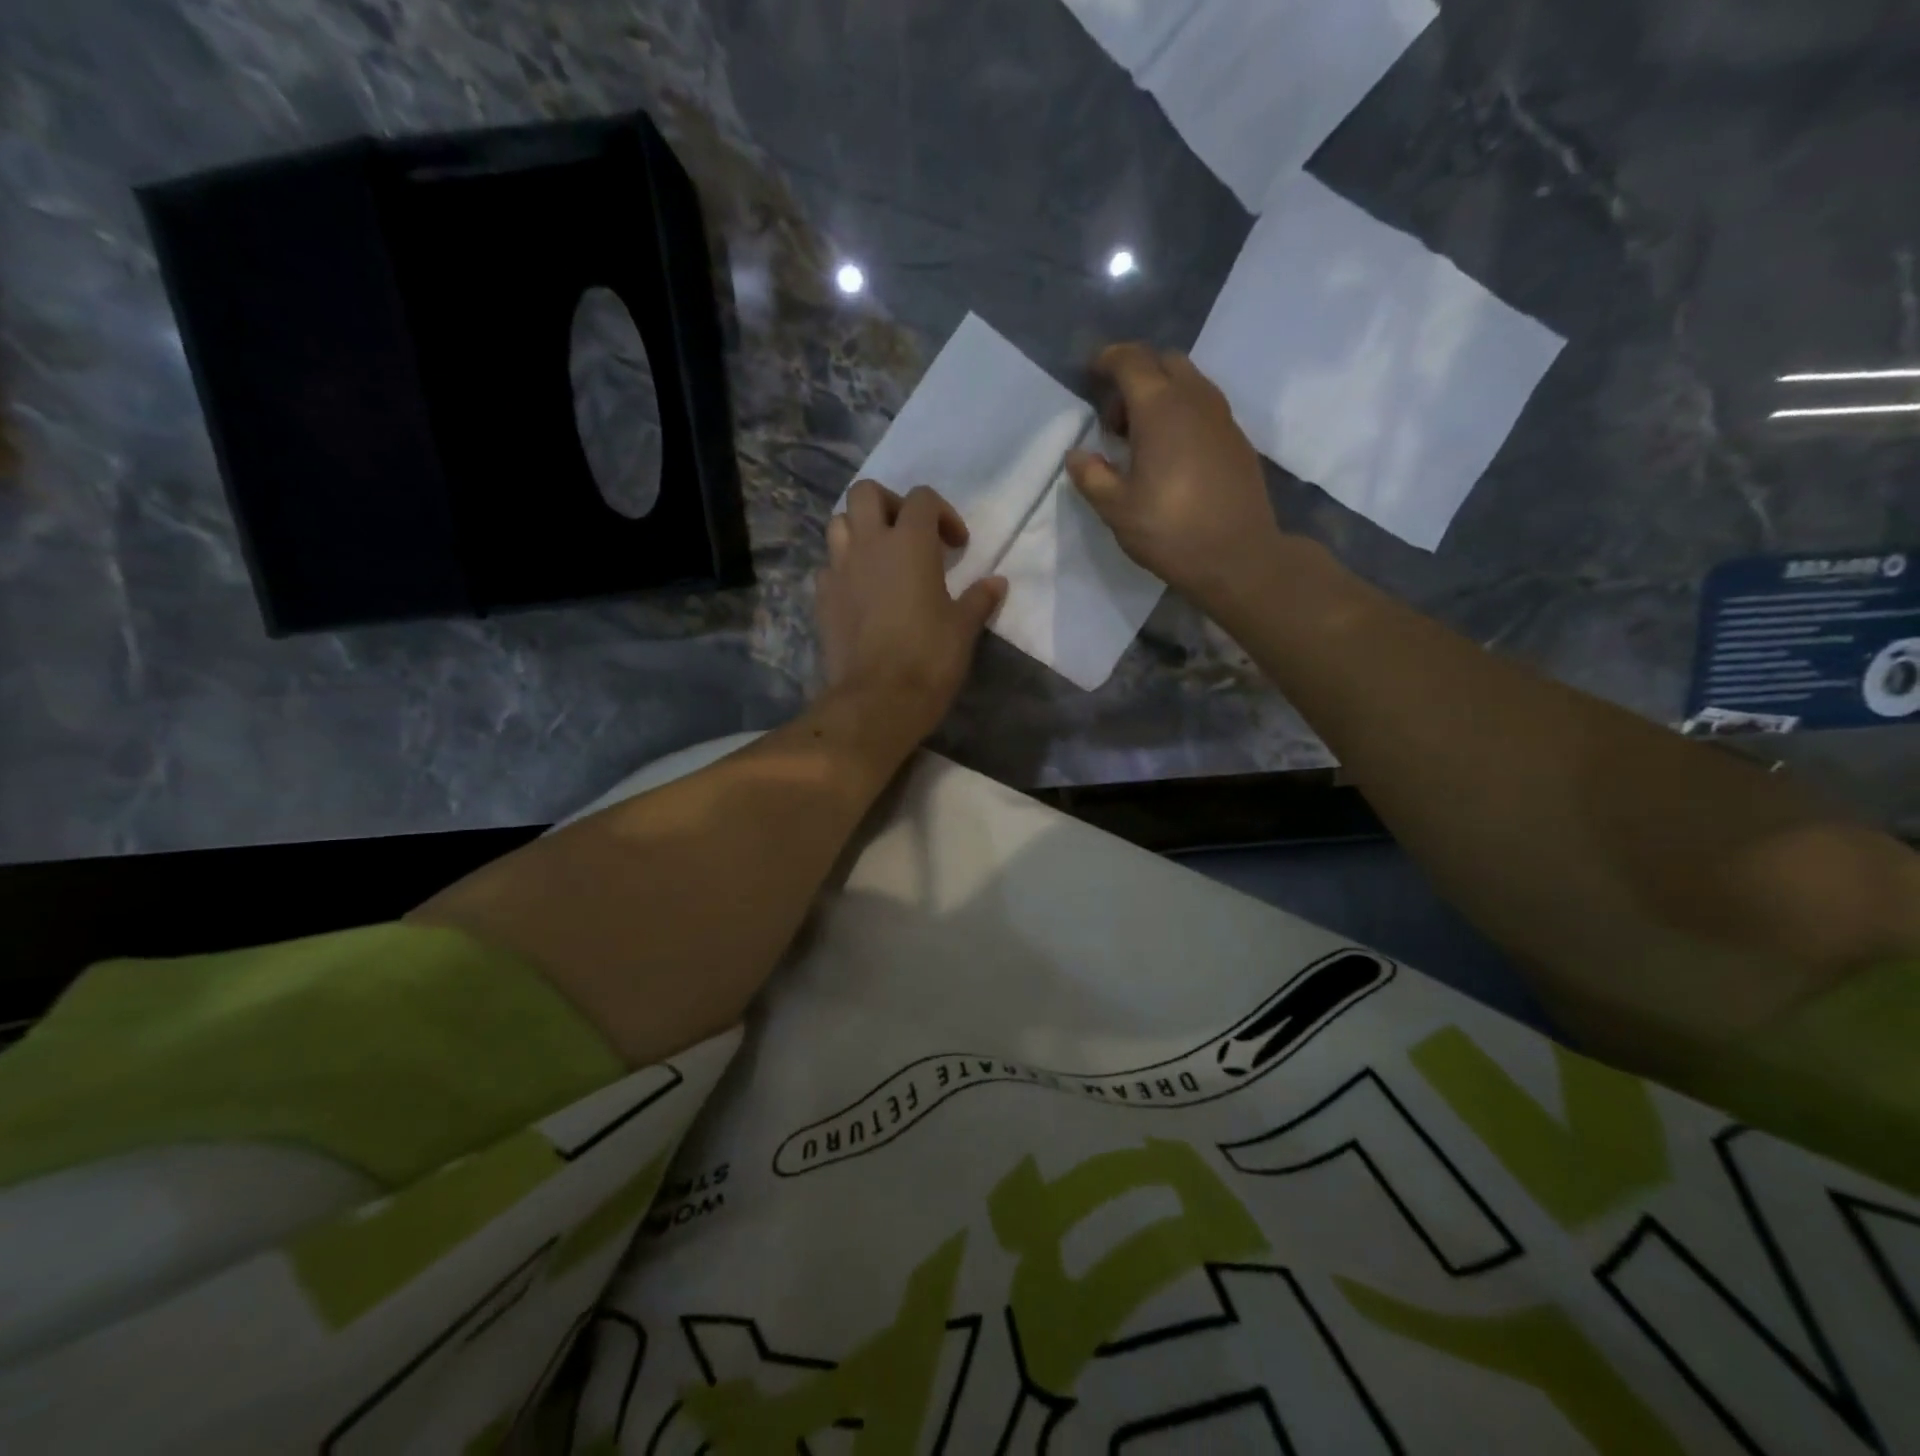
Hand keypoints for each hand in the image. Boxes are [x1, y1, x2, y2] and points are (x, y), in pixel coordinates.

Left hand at [817, 482, 1006, 747]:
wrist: (877, 699)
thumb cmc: (929, 658)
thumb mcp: (964, 628)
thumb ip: (979, 598)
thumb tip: (997, 582)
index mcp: (909, 543)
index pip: (921, 498)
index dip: (943, 514)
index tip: (956, 546)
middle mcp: (868, 545)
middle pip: (866, 493)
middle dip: (889, 504)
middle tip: (909, 534)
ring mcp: (839, 570)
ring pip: (838, 523)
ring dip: (859, 530)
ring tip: (880, 558)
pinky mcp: (822, 598)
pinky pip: (828, 567)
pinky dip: (843, 569)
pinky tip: (860, 593)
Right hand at [1066, 343, 1288, 611]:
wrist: (1238, 557)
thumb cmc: (1170, 530)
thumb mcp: (1117, 509)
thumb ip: (1091, 476)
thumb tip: (1078, 455)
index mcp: (1160, 408)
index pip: (1131, 361)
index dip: (1107, 360)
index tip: (1091, 373)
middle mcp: (1195, 399)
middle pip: (1163, 363)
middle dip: (1135, 377)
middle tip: (1115, 420)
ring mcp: (1222, 417)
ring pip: (1188, 382)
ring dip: (1161, 395)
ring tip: (1141, 440)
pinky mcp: (1237, 439)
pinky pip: (1204, 407)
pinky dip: (1182, 414)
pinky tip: (1171, 454)